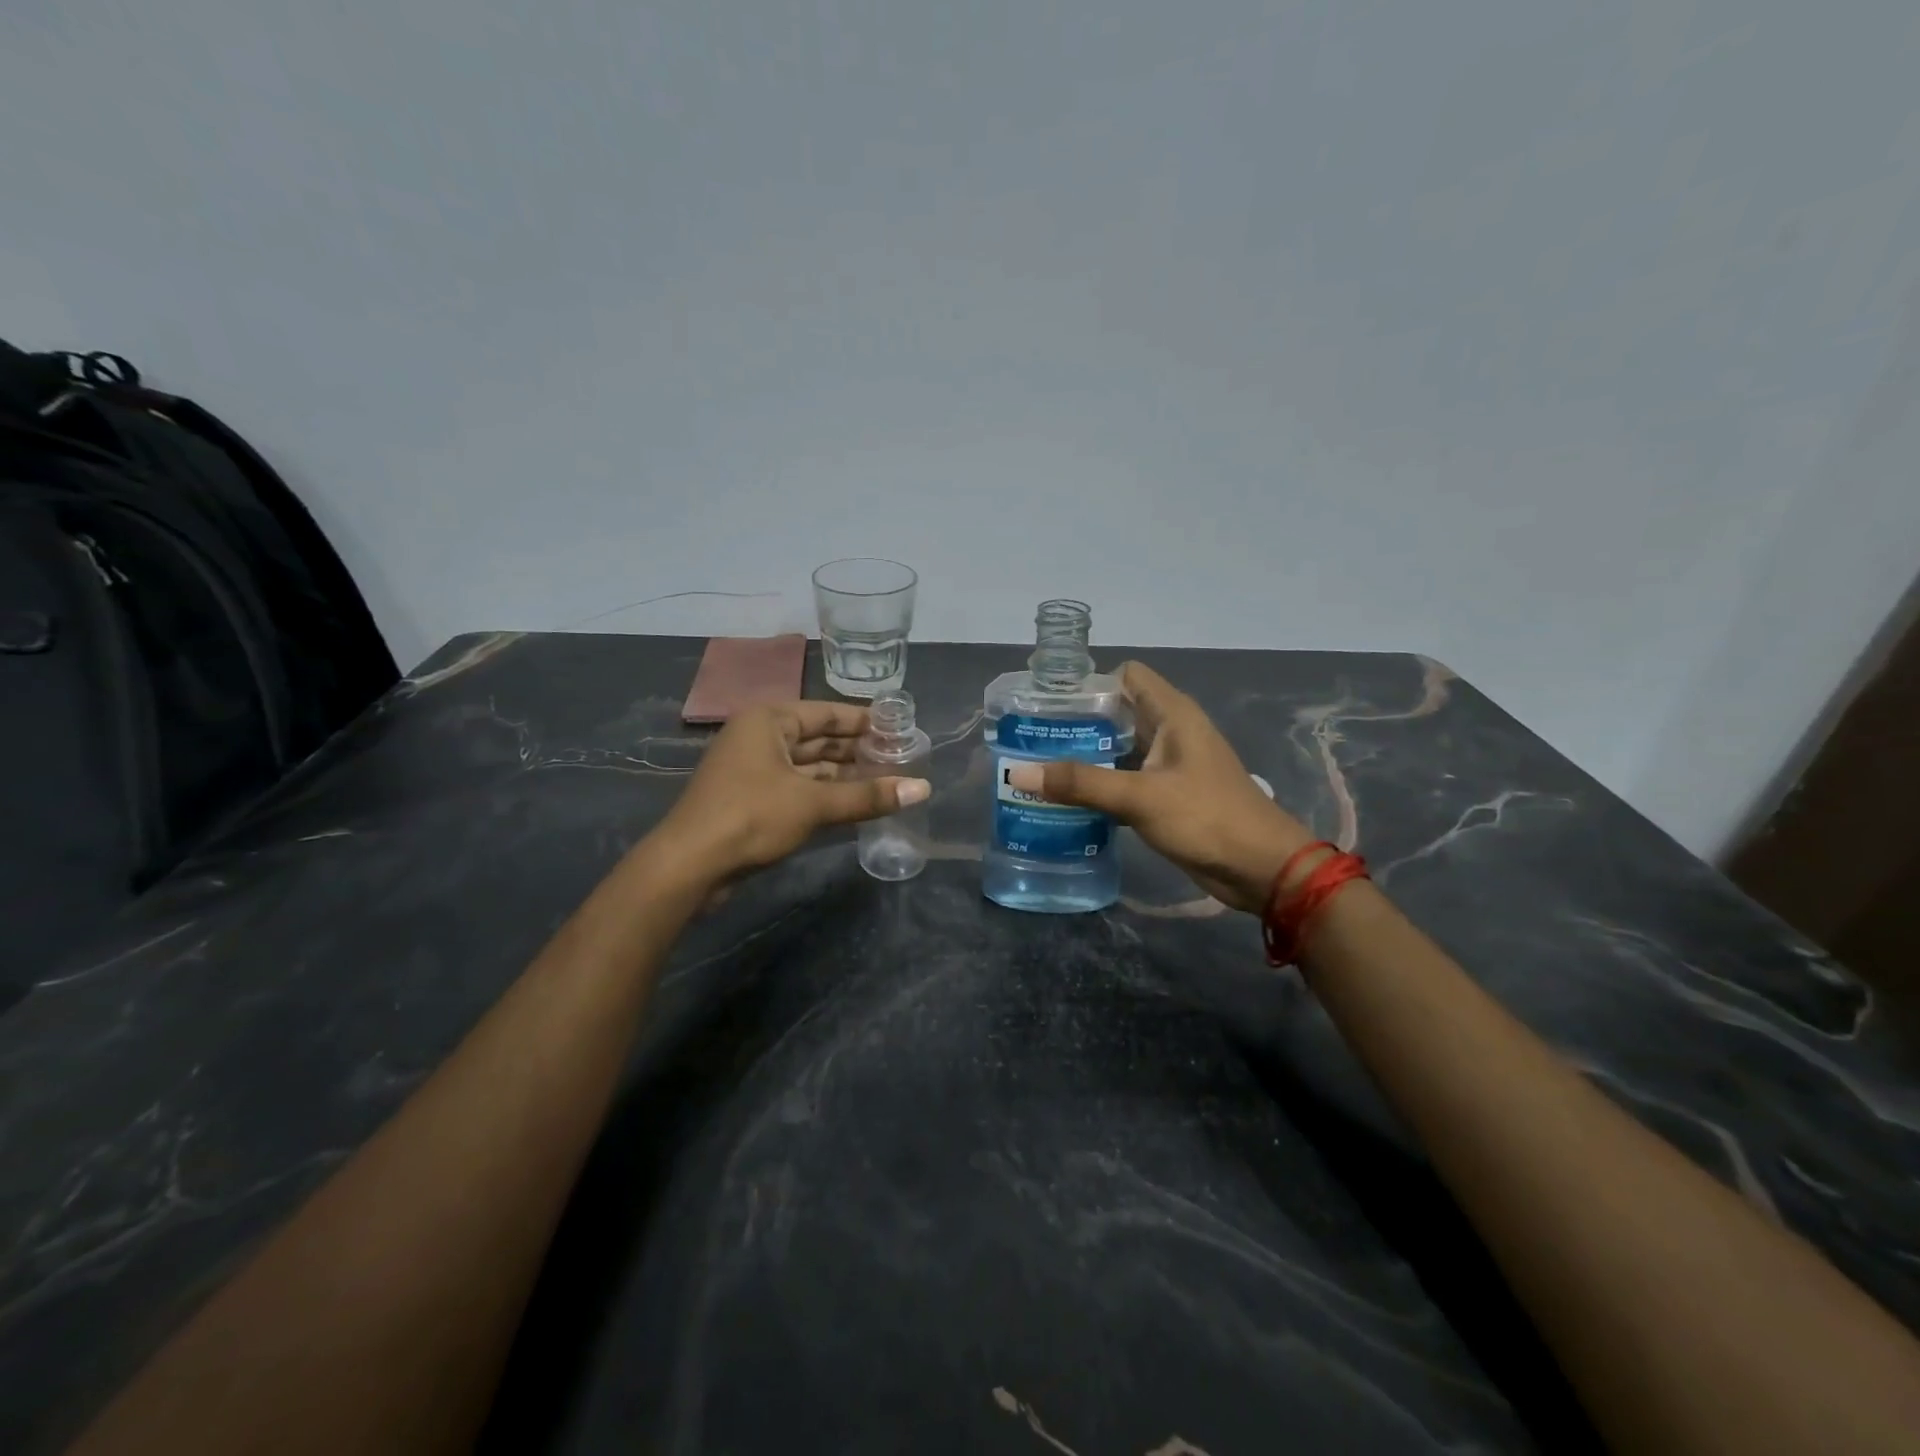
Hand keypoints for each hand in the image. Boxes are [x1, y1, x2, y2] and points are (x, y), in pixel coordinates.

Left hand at [655, 701, 929, 883]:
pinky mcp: (752, 799)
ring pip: (809, 766)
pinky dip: (826, 794)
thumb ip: (868, 795)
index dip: (866, 721)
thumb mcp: (813, 804)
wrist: (690, 865)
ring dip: (844, 775)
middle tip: (901, 758)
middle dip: (858, 750)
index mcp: (769, 720)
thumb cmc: (750, 817)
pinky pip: (798, 787)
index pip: (828, 713)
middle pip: (819, 739)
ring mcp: (754, 769)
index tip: (901, 729)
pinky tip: (856, 803)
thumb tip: (924, 788)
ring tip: (887, 781)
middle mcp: (760, 737)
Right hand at [1006, 661, 1314, 911]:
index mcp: (1172, 714)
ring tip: (1040, 766)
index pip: (1125, 676)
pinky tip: (1069, 798)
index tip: (1048, 703)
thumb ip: (1080, 783)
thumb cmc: (1207, 818)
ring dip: (1087, 756)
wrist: (1260, 869)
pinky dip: (1101, 784)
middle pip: (1118, 712)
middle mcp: (1171, 731)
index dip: (1089, 684)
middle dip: (1078, 722)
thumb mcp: (1139, 797)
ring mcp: (1170, 764)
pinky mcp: (1168, 794)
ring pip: (1120, 748)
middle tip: (1031, 738)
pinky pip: (1127, 778)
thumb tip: (1017, 772)